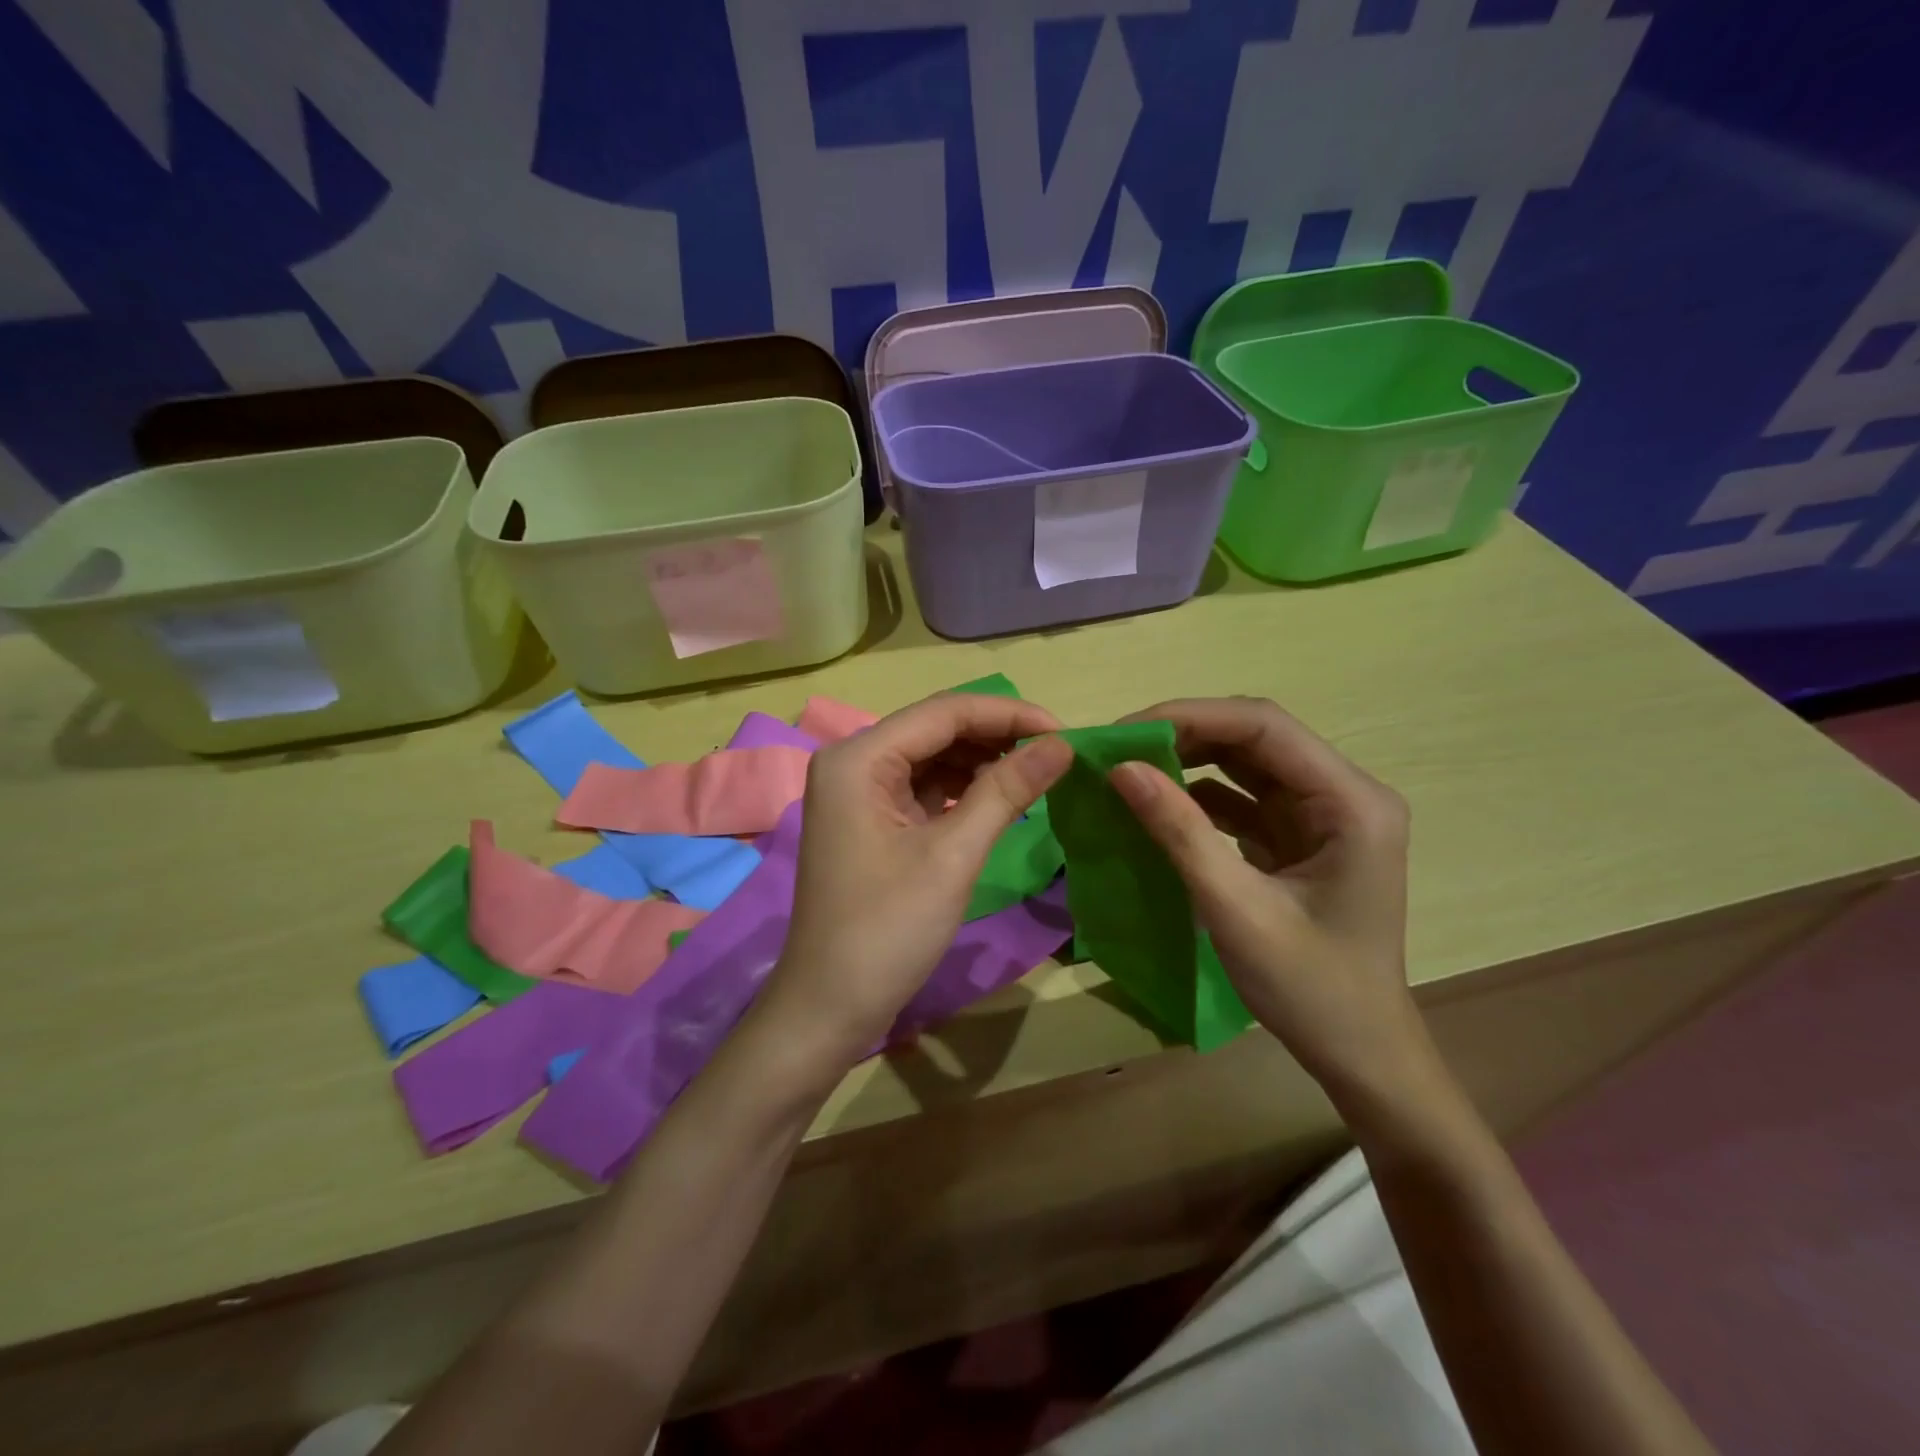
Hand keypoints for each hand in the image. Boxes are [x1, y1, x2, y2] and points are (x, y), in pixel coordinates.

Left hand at [759, 692, 1073, 1064]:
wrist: (829, 1007)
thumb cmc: (887, 930)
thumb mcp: (953, 856)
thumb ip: (1006, 790)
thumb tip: (1062, 744)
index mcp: (858, 758)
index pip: (945, 712)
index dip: (1009, 715)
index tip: (1065, 732)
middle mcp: (852, 761)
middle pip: (937, 730)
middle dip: (997, 737)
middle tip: (1057, 756)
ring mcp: (858, 791)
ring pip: (932, 757)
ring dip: (982, 762)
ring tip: (1037, 775)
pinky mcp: (869, 819)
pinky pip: (923, 787)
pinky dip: (962, 790)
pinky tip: (999, 798)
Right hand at [1108, 697, 1436, 1112]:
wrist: (1360, 1055)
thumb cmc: (1310, 989)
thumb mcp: (1235, 909)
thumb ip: (1179, 833)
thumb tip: (1121, 769)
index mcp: (1351, 802)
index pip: (1264, 727)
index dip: (1190, 716)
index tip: (1124, 733)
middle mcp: (1343, 794)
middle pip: (1255, 737)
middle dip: (1184, 735)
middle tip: (1118, 750)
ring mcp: (1322, 815)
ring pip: (1246, 764)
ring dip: (1188, 761)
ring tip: (1129, 769)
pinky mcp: (1299, 837)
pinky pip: (1243, 798)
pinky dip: (1198, 796)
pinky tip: (1158, 804)